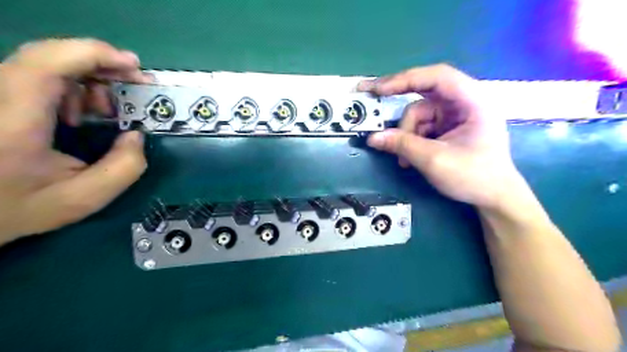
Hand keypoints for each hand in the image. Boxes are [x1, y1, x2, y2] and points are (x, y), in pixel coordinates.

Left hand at [0, 37, 149, 242]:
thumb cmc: (16, 208)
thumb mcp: (83, 198)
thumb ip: (123, 169)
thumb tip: (137, 136)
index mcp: (13, 122)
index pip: (47, 64)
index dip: (94, 54)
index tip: (133, 65)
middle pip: (49, 56)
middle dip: (101, 66)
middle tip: (133, 85)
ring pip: (44, 63)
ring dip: (88, 80)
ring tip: (107, 110)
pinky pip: (36, 75)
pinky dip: (70, 86)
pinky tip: (79, 114)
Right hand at [358, 63, 524, 208]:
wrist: (494, 197)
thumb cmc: (474, 177)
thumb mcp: (434, 160)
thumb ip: (402, 145)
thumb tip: (372, 138)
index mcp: (473, 100)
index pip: (437, 77)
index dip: (405, 79)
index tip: (378, 89)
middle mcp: (464, 101)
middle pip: (424, 92)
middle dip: (399, 106)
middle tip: (372, 102)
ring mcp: (455, 114)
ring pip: (419, 114)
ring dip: (406, 134)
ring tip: (404, 160)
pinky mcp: (448, 127)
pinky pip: (422, 126)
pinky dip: (411, 140)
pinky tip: (409, 159)